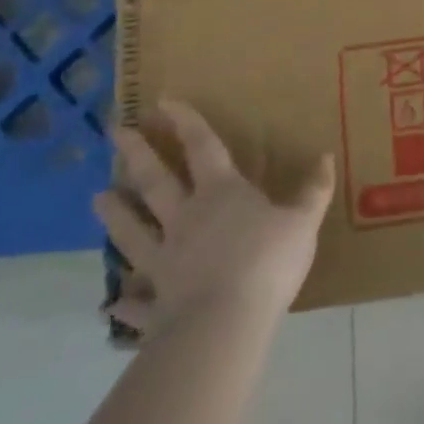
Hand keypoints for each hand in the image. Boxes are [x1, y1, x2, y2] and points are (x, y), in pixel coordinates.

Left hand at [95, 99, 334, 336]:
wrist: (224, 324)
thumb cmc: (267, 261)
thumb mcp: (303, 221)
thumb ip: (314, 191)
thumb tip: (326, 157)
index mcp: (221, 193)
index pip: (202, 147)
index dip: (186, 122)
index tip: (164, 100)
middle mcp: (185, 219)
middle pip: (156, 182)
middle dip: (137, 155)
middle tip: (116, 132)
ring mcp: (165, 261)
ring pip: (134, 231)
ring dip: (116, 215)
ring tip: (98, 198)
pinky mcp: (157, 302)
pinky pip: (137, 300)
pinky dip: (125, 301)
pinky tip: (112, 303)